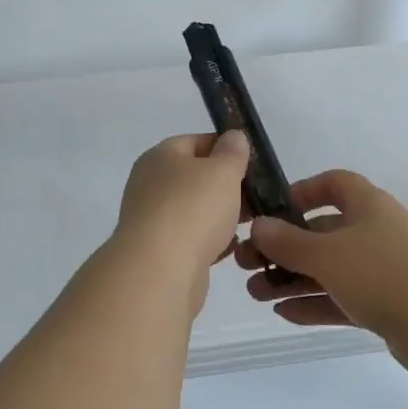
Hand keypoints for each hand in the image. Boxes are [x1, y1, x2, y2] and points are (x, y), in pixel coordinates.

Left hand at [112, 132, 250, 305]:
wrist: (159, 271)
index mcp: (160, 156)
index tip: (253, 162)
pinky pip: (191, 239)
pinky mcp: (158, 252)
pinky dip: (211, 242)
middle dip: (226, 185)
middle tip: (256, 195)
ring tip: (250, 223)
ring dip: (220, 215)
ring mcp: (152, 219)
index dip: (225, 147)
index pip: (195, 141)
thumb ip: (232, 152)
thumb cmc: (192, 209)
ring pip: (194, 210)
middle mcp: (151, 184)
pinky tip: (231, 248)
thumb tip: (233, 137)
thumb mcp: (222, 171)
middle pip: (195, 177)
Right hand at [236, 169, 407, 372]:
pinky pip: (342, 298)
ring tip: (255, 294)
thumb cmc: (383, 272)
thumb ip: (288, 241)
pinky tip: (284, 313)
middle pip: (323, 232)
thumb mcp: (327, 253)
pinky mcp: (387, 305)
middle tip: (247, 264)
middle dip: (284, 247)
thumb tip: (258, 225)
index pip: (334, 184)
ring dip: (292, 279)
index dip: (303, 191)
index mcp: (367, 206)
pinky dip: (315, 303)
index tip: (273, 210)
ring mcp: (383, 270)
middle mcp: (375, 232)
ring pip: (329, 269)